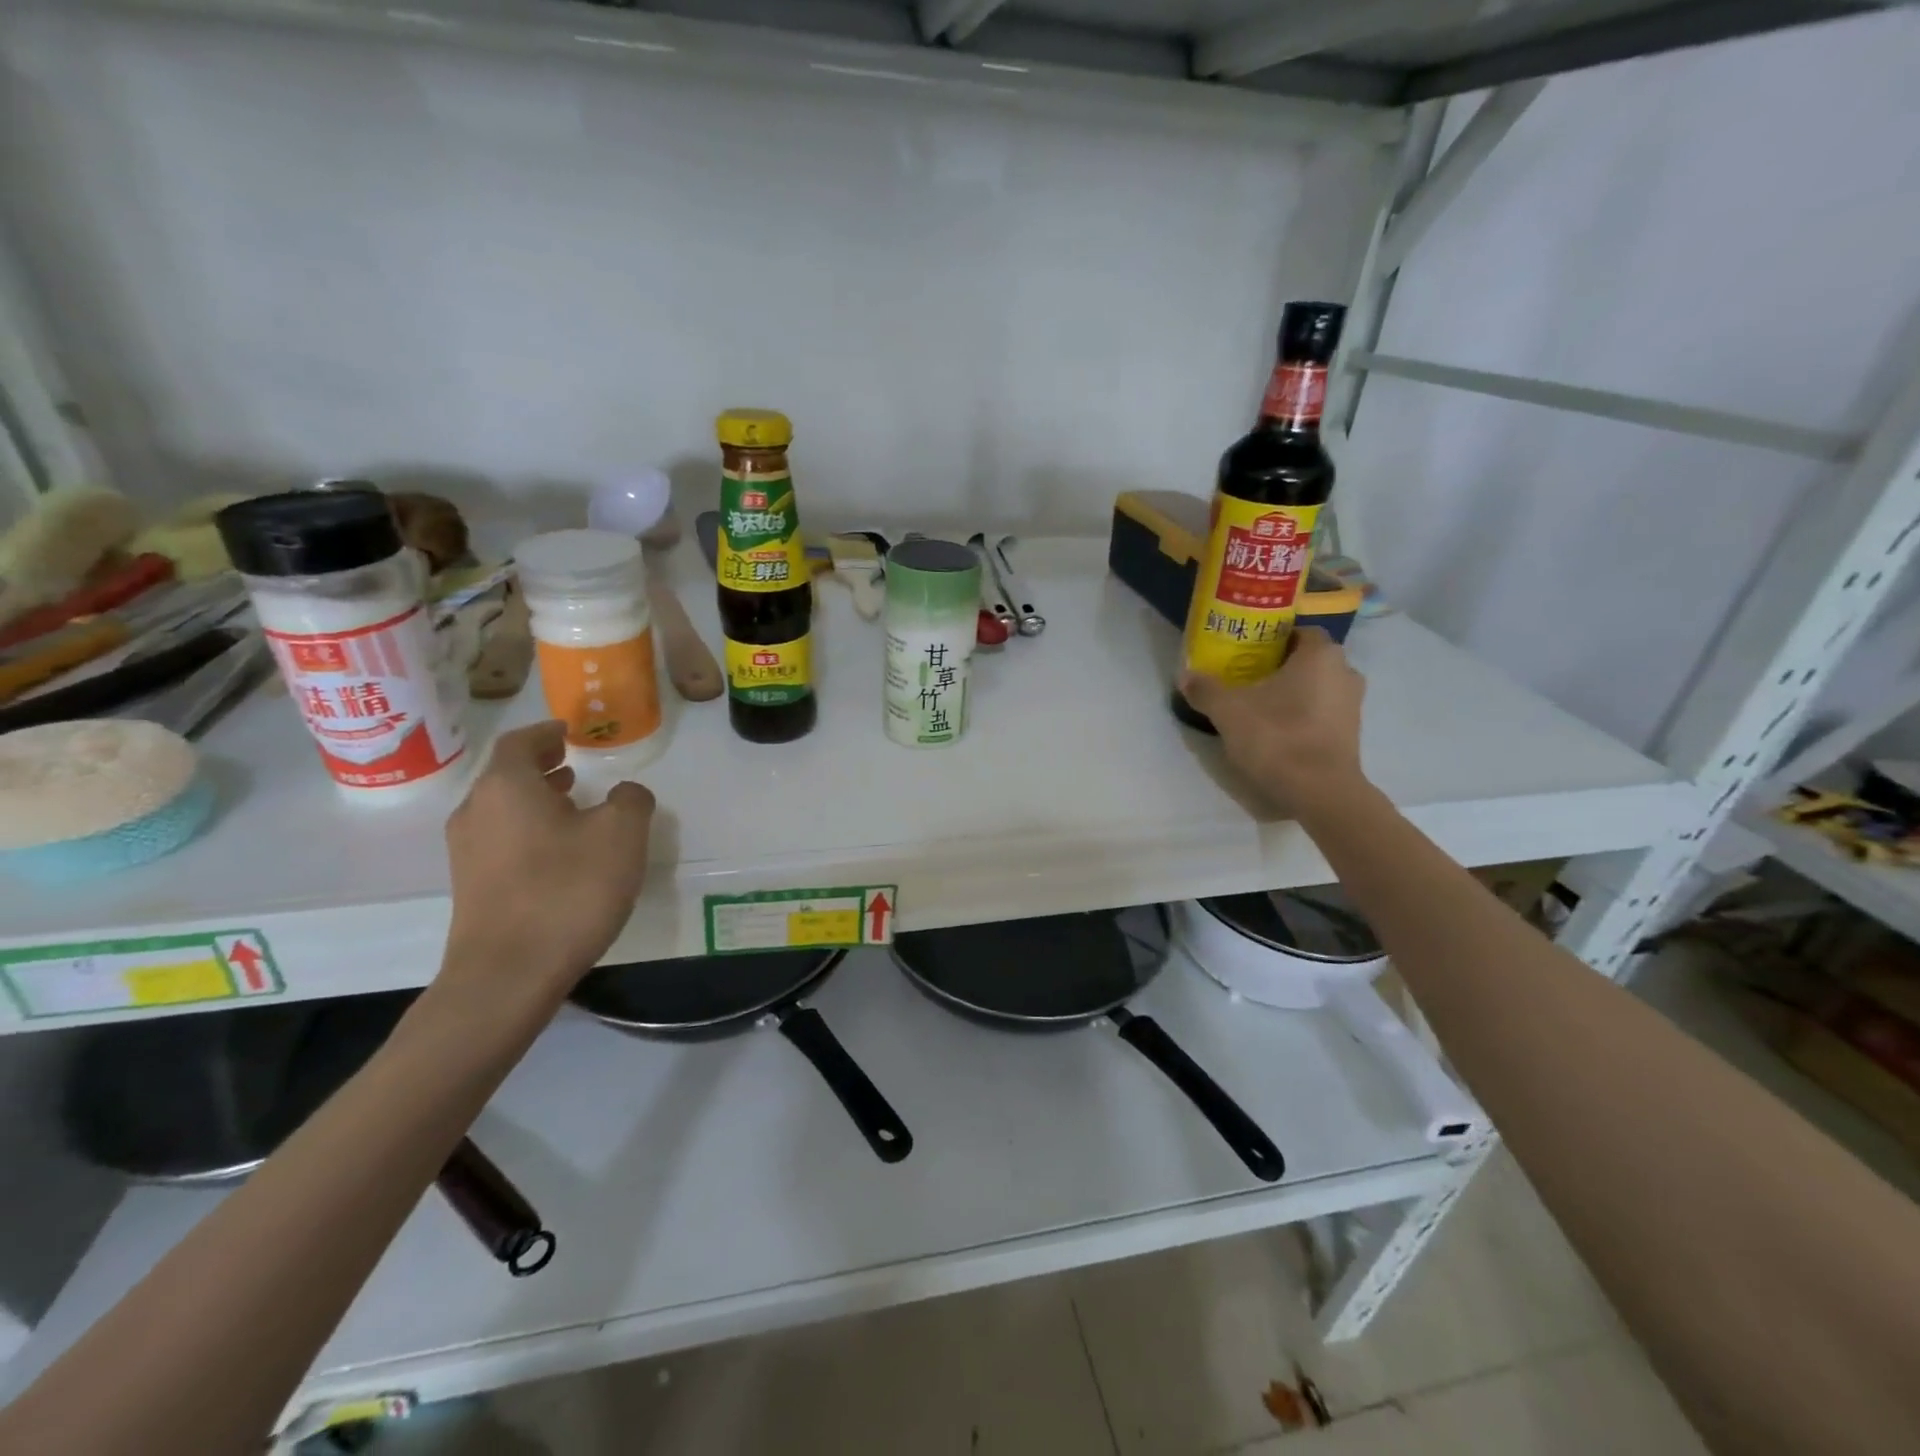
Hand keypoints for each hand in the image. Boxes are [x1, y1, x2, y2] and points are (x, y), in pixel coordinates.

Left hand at [442, 721, 655, 1003]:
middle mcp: (477, 811)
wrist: (509, 974)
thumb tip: (625, 793)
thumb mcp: (622, 834)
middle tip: (575, 764)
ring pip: (502, 809)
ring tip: (573, 804)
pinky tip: (561, 850)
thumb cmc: (568, 889)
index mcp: (507, 786)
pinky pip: (501, 839)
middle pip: (506, 775)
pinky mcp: (471, 887)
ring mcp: (467, 852)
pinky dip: (529, 828)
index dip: (545, 732)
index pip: (520, 742)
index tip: (569, 730)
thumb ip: (631, 800)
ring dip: (536, 799)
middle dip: (541, 766)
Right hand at [1180, 628, 1368, 814]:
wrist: (1319, 792)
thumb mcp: (1228, 711)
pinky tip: (1276, 730)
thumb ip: (1206, 689)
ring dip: (1293, 692)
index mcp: (1321, 654)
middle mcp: (1345, 672)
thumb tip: (1185, 676)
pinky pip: (1323, 712)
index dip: (1274, 638)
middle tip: (1247, 677)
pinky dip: (1302, 715)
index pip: (1299, 631)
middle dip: (1280, 666)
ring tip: (1258, 705)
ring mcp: (1353, 705)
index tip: (1248, 651)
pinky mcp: (1351, 734)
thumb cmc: (1277, 737)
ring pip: (1317, 687)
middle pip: (1308, 660)